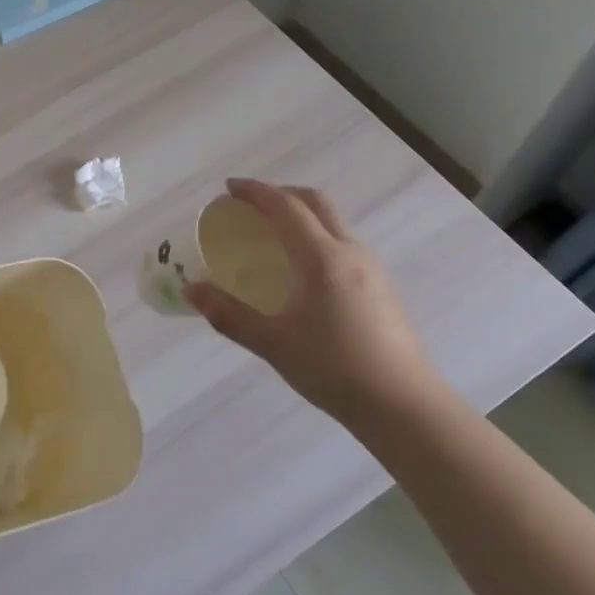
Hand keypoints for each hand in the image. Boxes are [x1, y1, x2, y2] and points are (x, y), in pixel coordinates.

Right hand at [183, 178, 441, 425]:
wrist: (404, 405)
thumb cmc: (334, 369)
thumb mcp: (273, 344)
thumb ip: (229, 314)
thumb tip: (190, 290)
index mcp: (321, 258)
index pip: (285, 206)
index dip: (255, 192)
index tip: (228, 189)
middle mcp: (349, 251)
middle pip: (315, 202)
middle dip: (281, 193)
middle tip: (250, 204)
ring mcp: (371, 268)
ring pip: (334, 221)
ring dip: (302, 213)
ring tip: (274, 233)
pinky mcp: (382, 286)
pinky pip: (344, 242)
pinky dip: (317, 234)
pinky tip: (304, 268)